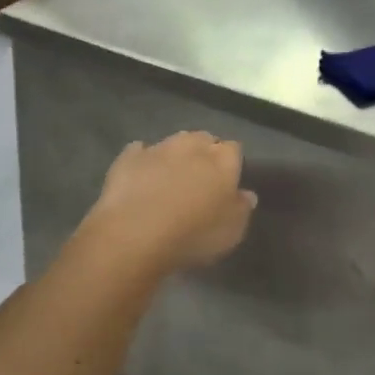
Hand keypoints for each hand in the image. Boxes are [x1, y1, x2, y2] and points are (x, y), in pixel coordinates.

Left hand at [83, 133, 257, 274]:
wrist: (135, 234)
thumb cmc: (193, 234)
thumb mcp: (231, 232)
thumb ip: (242, 209)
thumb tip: (246, 194)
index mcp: (222, 160)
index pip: (234, 150)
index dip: (231, 163)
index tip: (228, 181)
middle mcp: (192, 145)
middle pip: (203, 139)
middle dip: (204, 153)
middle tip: (201, 178)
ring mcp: (158, 148)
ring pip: (173, 142)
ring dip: (175, 155)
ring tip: (171, 177)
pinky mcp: (128, 158)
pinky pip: (140, 152)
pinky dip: (144, 160)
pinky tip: (142, 175)